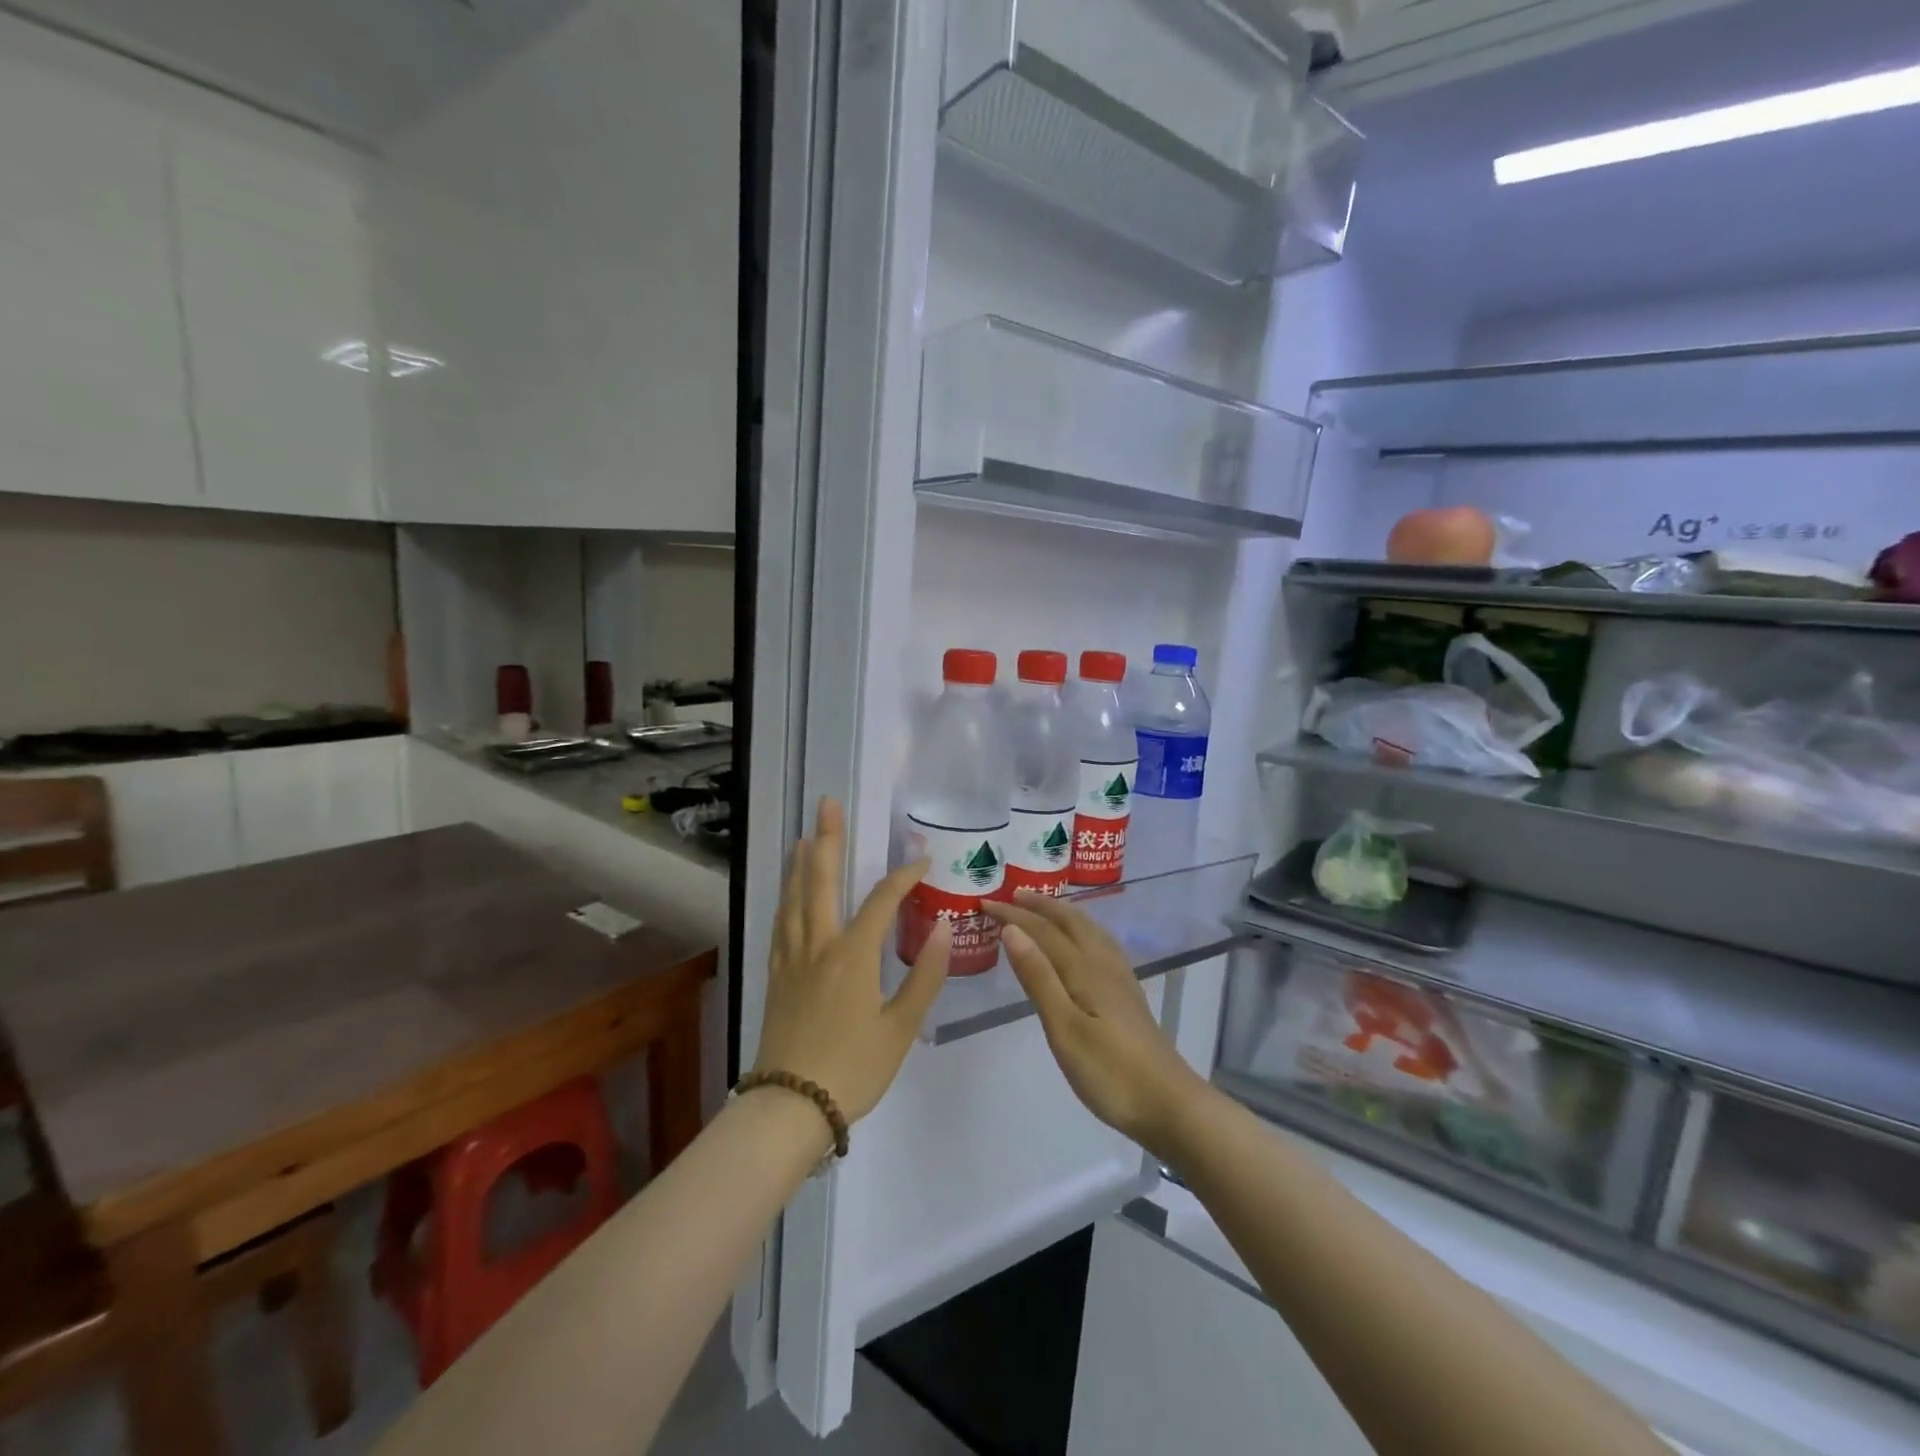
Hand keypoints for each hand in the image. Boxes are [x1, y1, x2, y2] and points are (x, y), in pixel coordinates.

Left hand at [752, 798, 951, 1121]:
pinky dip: (786, 899)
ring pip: (794, 898)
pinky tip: (787, 893)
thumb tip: (940, 928)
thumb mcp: (901, 1028)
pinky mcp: (776, 975)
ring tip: (804, 836)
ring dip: (800, 863)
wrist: (791, 1106)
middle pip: (820, 880)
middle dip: (826, 839)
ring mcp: (792, 959)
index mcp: (852, 955)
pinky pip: (780, 925)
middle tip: (827, 805)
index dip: (904, 875)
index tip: (922, 859)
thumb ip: (923, 975)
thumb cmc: (853, 1068)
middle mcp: (818, 945)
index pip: (881, 899)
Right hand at [984, 891, 1209, 1160]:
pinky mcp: (1127, 993)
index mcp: (1084, 969)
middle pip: (1070, 921)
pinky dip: (1081, 929)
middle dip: (1040, 904)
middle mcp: (1103, 963)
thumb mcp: (1064, 1028)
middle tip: (1012, 894)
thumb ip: (1038, 977)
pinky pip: (1099, 943)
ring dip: (1062, 913)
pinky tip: (1082, 942)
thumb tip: (1012, 930)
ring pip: (1088, 929)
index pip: (1042, 930)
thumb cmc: (1109, 1071)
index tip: (985, 903)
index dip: (1013, 914)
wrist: (1169, 1103)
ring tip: (1043, 907)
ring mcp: (1119, 977)